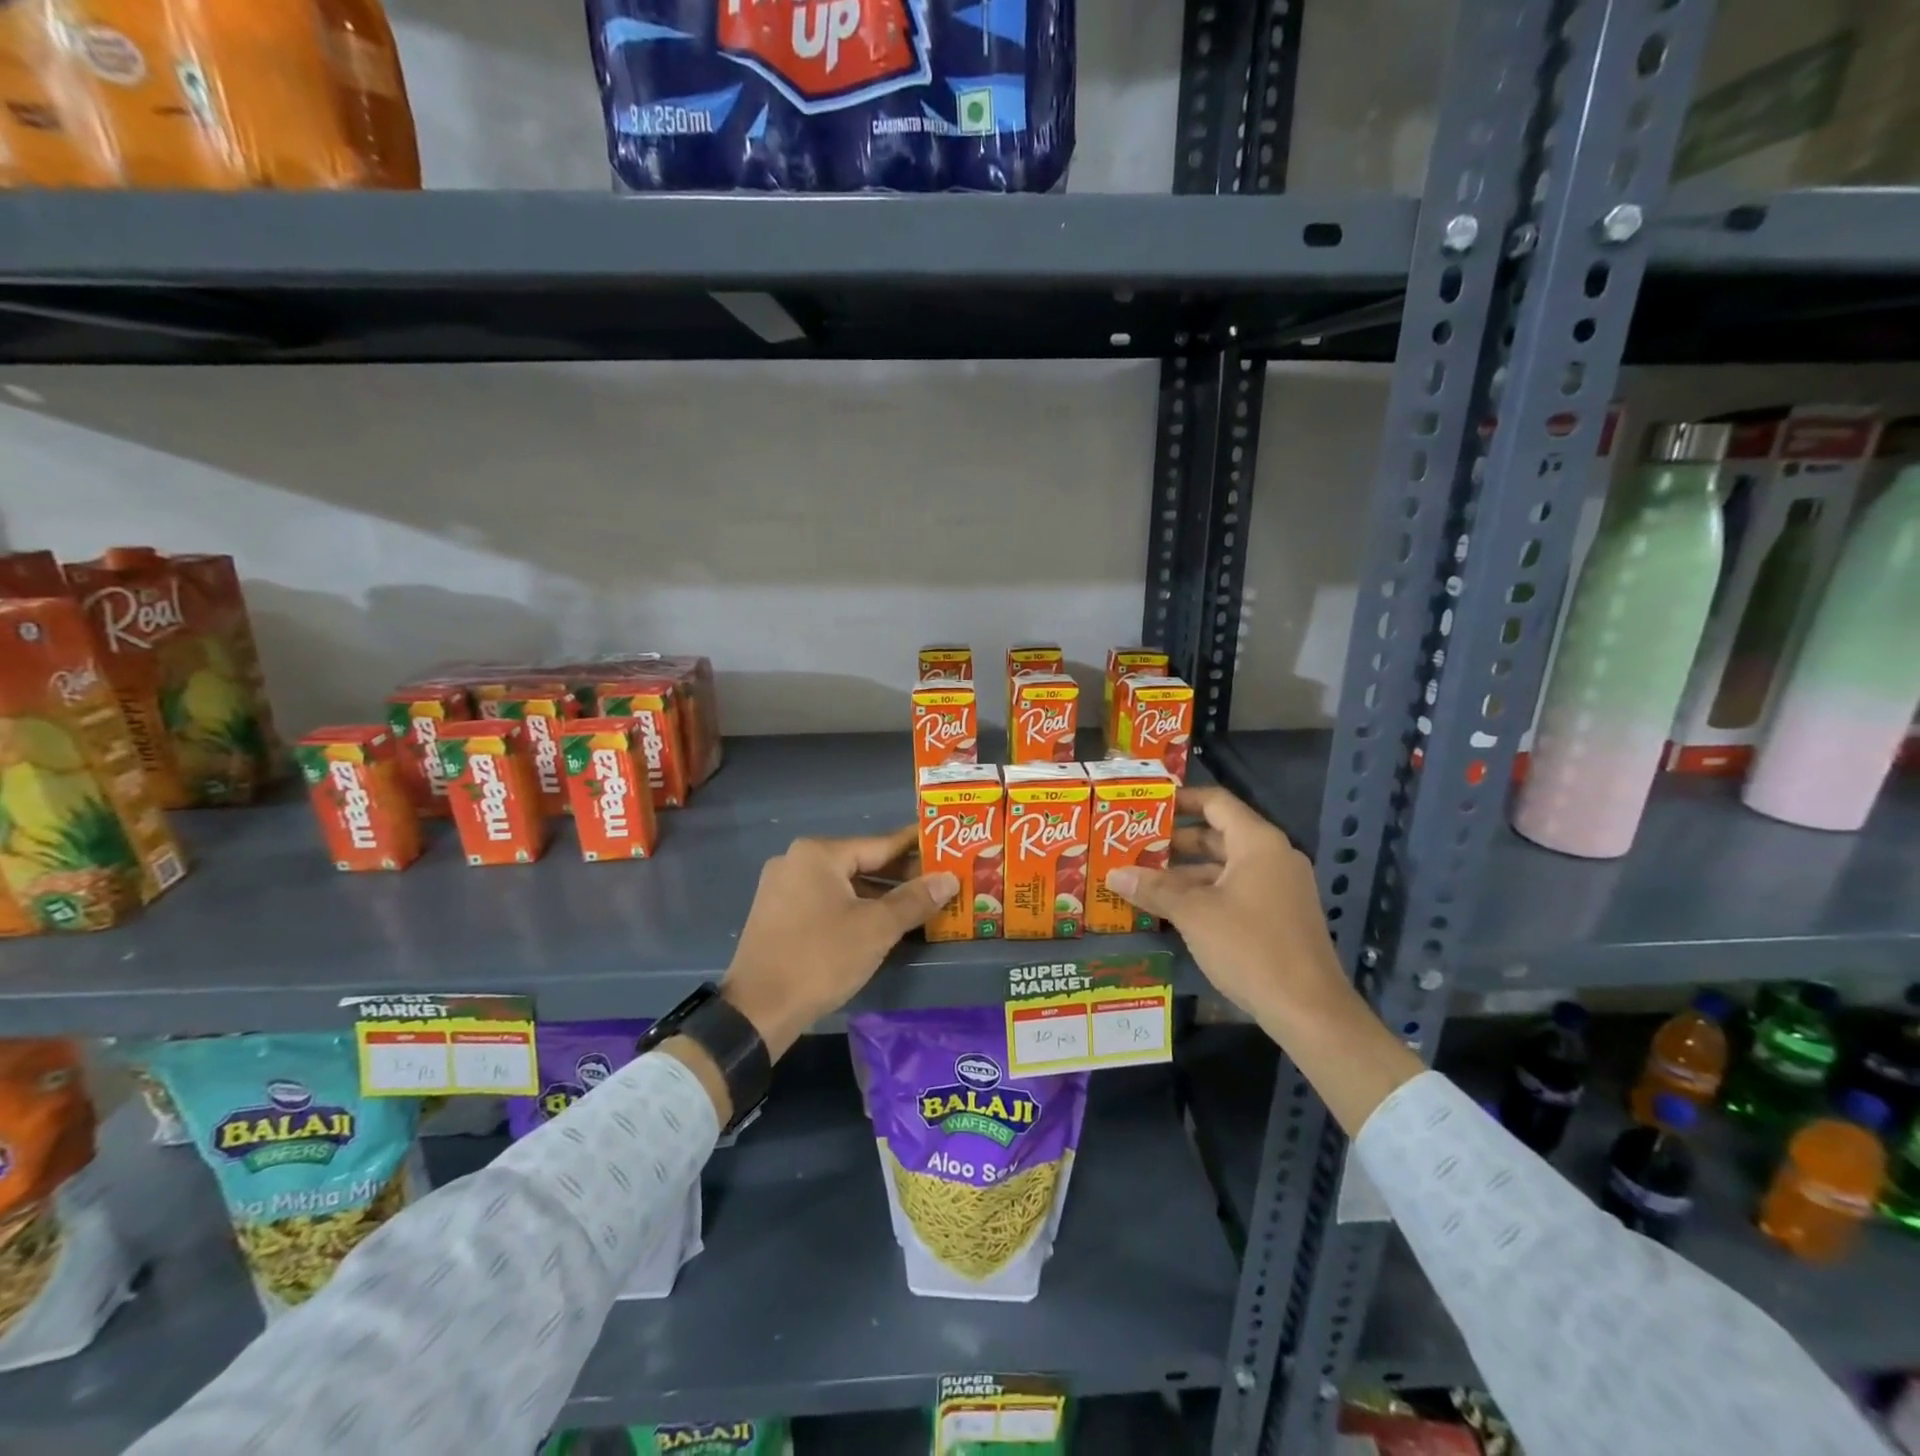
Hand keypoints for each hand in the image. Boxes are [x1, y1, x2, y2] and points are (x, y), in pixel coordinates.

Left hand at [720, 827, 958, 1060]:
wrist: (757, 1011)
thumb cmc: (821, 958)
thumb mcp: (876, 928)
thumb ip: (915, 900)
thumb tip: (950, 878)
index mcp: (818, 854)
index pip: (880, 844)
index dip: (916, 848)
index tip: (945, 844)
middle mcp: (796, 861)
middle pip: (860, 863)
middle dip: (900, 875)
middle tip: (940, 880)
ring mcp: (783, 888)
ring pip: (843, 884)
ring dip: (879, 895)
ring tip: (918, 904)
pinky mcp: (778, 914)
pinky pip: (826, 901)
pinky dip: (854, 907)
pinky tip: (880, 922)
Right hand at [1105, 785, 1344, 1025]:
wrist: (1308, 1010)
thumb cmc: (1250, 947)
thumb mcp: (1193, 914)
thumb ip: (1153, 889)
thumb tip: (1113, 874)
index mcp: (1258, 843)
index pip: (1216, 802)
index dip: (1181, 799)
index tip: (1146, 806)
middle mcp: (1273, 856)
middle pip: (1218, 834)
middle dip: (1175, 841)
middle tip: (1133, 845)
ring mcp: (1280, 887)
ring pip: (1225, 866)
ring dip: (1186, 872)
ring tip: (1143, 878)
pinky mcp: (1280, 915)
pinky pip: (1236, 890)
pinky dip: (1205, 892)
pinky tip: (1172, 909)